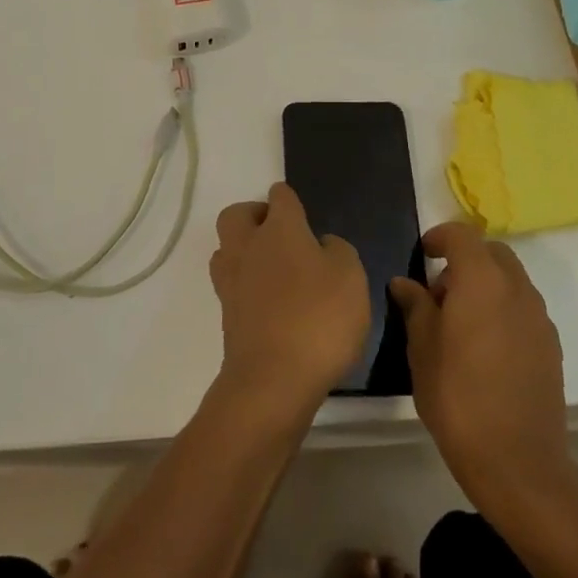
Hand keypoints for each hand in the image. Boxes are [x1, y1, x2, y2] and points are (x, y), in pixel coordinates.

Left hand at [208, 183, 369, 423]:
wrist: (273, 380)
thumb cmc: (318, 318)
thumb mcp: (350, 277)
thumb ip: (338, 251)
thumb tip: (321, 245)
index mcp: (280, 229)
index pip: (280, 196)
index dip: (290, 200)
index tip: (303, 215)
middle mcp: (248, 246)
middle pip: (237, 214)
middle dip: (254, 216)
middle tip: (280, 234)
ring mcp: (231, 280)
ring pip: (227, 248)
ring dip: (244, 250)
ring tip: (273, 269)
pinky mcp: (226, 314)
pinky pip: (230, 284)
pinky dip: (245, 284)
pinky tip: (269, 302)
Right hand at [389, 223, 572, 521]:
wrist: (518, 463)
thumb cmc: (458, 398)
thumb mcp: (421, 349)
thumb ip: (415, 307)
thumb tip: (405, 283)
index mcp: (481, 280)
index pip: (462, 235)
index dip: (439, 237)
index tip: (422, 255)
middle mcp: (516, 288)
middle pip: (492, 253)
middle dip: (465, 260)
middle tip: (439, 293)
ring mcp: (539, 317)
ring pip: (510, 280)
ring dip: (485, 284)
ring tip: (459, 324)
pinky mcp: (551, 345)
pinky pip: (523, 308)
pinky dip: (502, 309)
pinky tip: (485, 348)